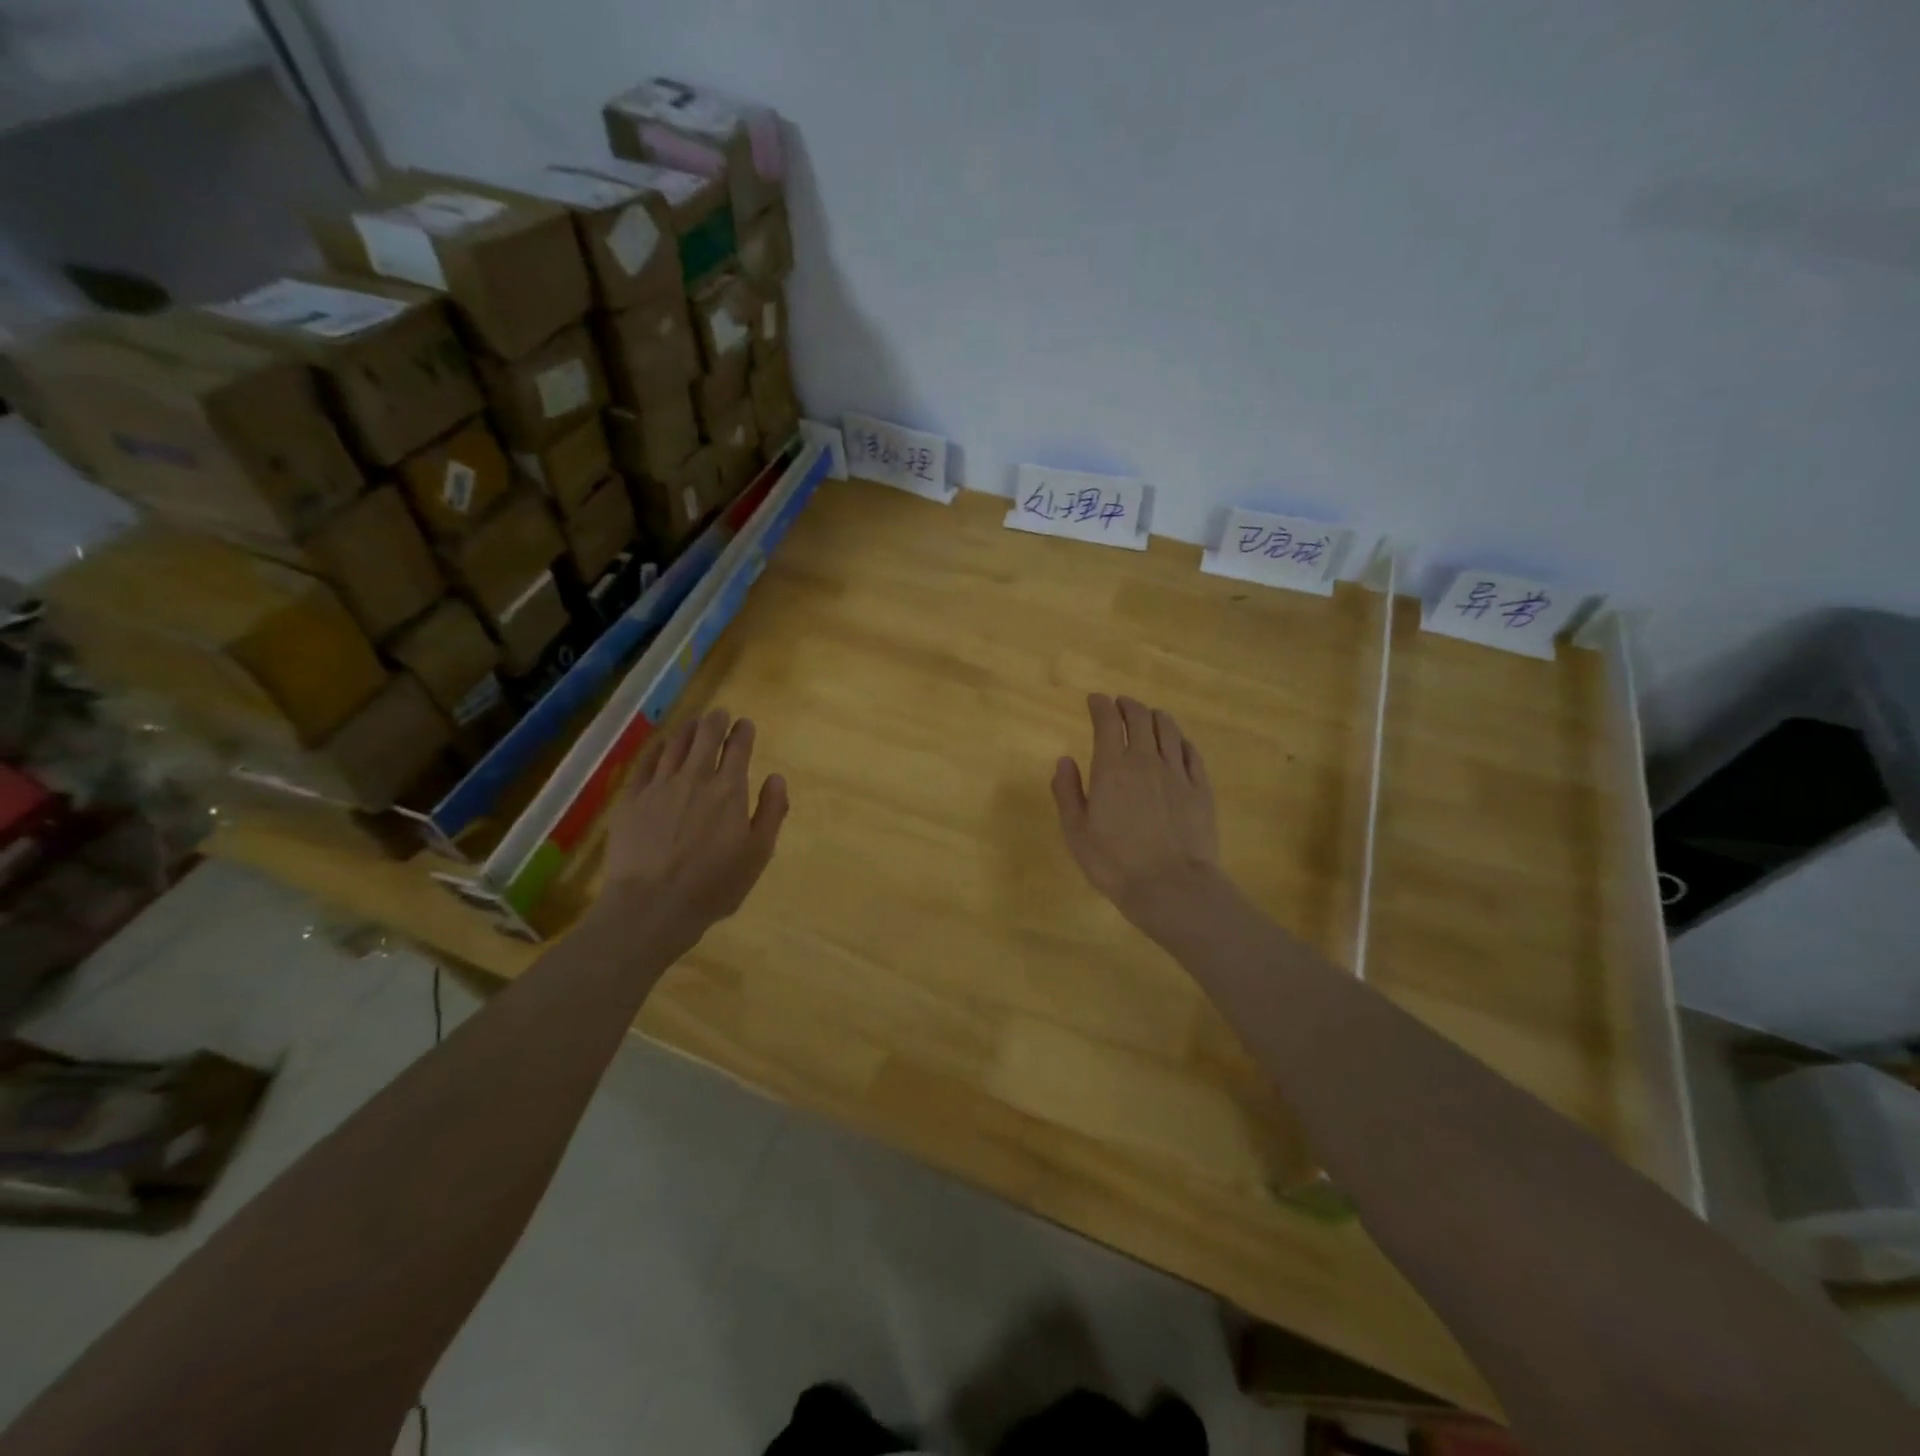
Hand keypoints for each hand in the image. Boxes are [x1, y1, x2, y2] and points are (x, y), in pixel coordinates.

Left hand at [596, 708, 788, 945]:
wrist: (651, 906)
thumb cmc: (713, 885)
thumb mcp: (758, 854)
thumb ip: (771, 812)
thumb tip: (776, 777)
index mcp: (728, 790)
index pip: (738, 748)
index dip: (743, 732)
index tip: (745, 724)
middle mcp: (694, 778)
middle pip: (705, 737)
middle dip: (715, 722)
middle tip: (719, 714)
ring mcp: (658, 786)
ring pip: (675, 745)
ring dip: (688, 730)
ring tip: (694, 723)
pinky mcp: (630, 800)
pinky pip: (645, 763)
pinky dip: (657, 748)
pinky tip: (660, 745)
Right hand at [1051, 693, 1226, 942]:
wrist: (1172, 887)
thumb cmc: (1115, 863)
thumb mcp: (1076, 832)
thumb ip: (1067, 792)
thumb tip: (1064, 760)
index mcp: (1112, 768)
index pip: (1107, 721)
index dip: (1100, 705)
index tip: (1095, 700)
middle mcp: (1145, 760)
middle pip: (1140, 717)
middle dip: (1128, 705)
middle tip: (1120, 704)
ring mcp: (1178, 772)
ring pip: (1168, 729)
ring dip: (1155, 716)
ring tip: (1148, 716)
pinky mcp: (1201, 788)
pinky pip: (1191, 752)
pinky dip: (1180, 740)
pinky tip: (1177, 743)